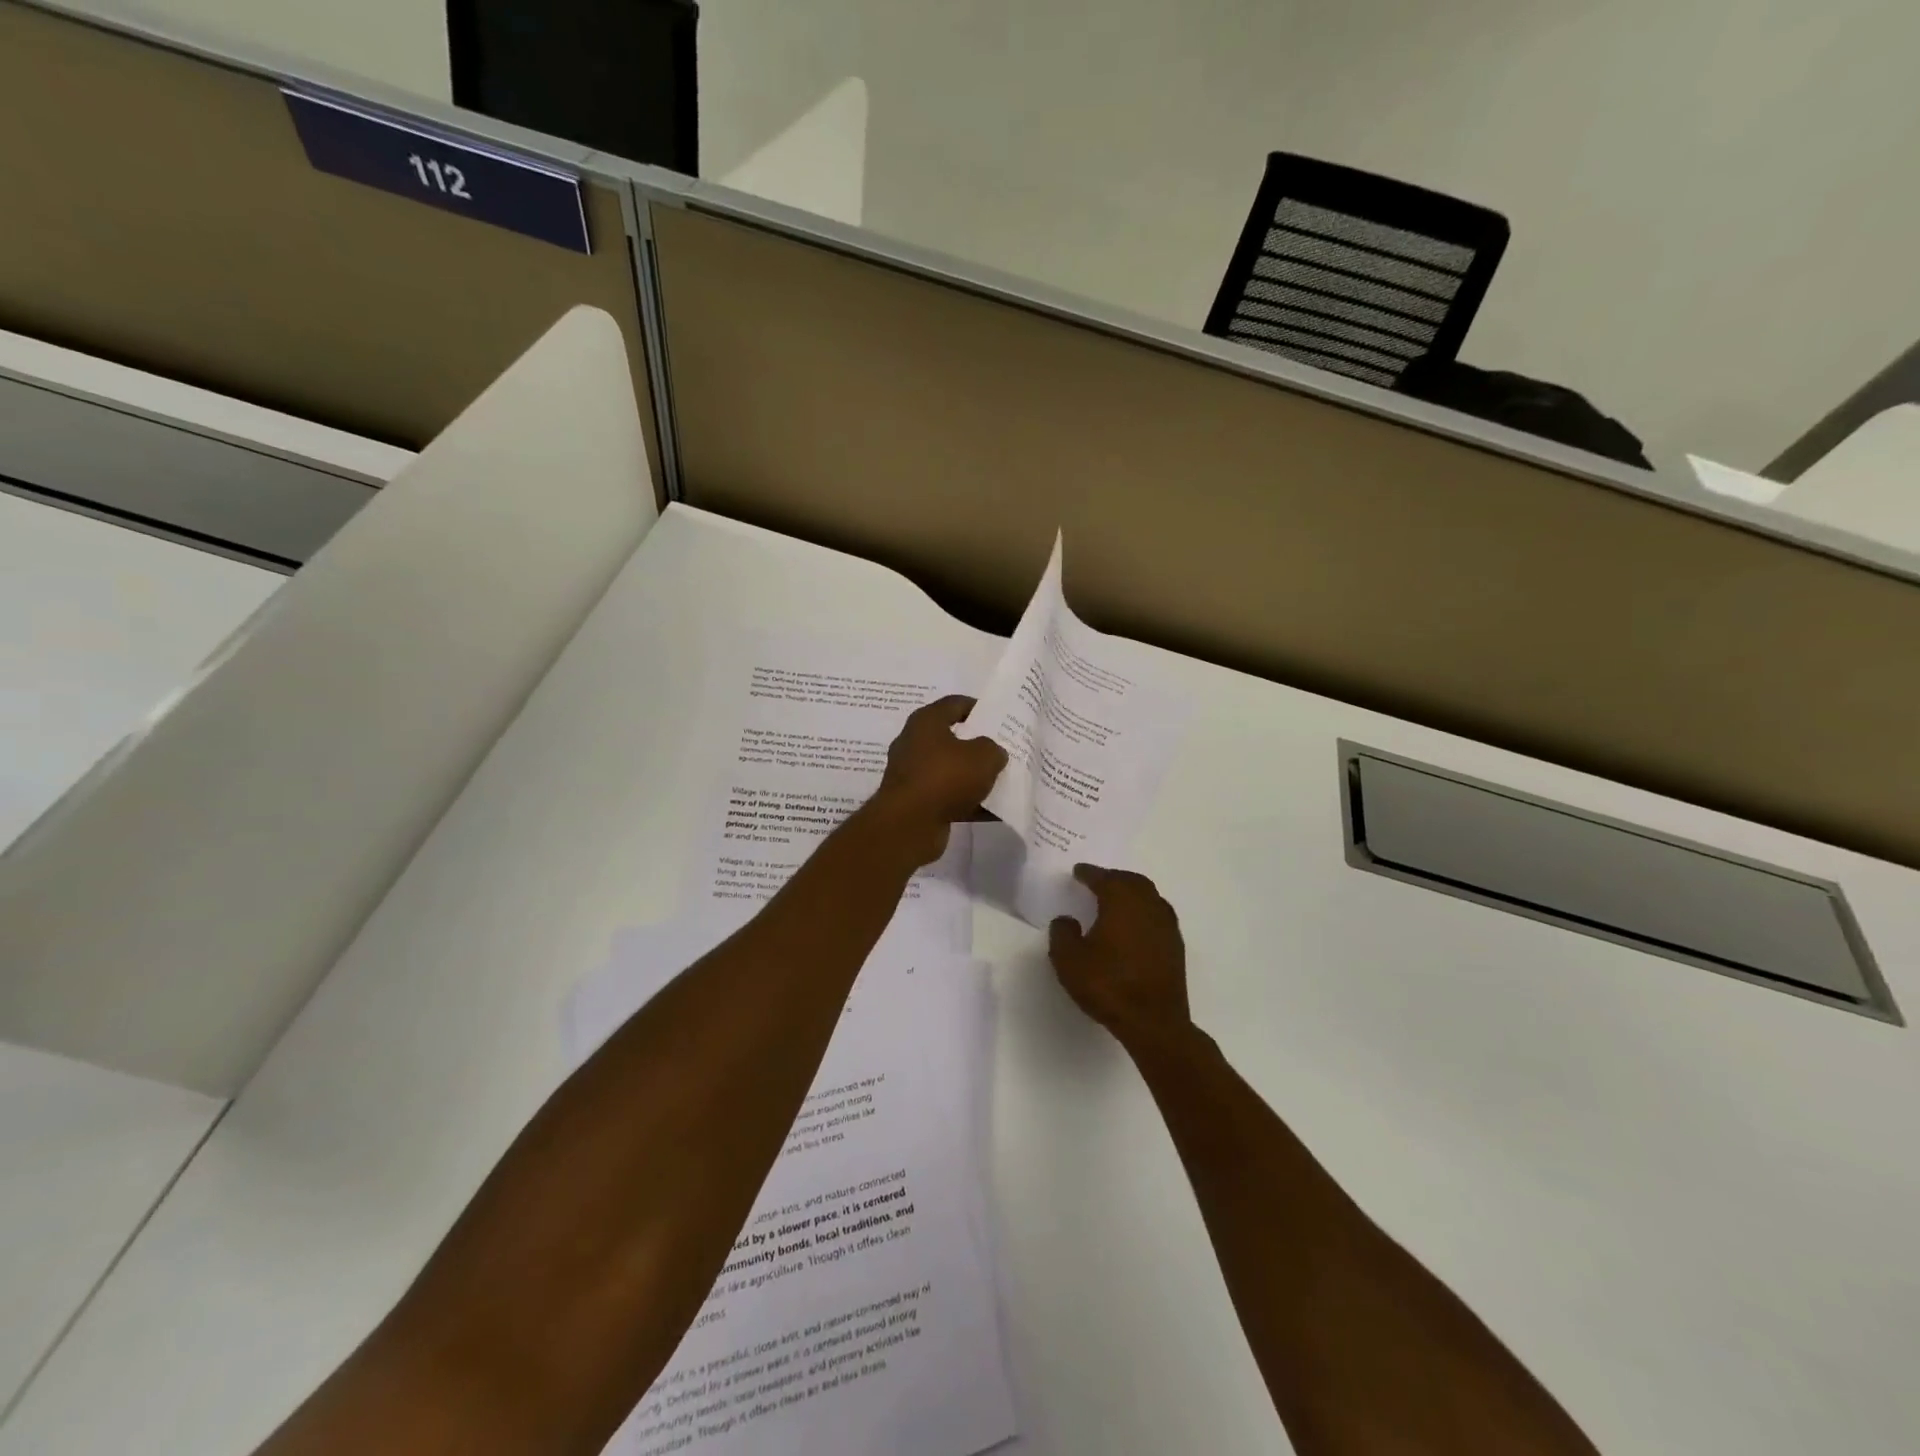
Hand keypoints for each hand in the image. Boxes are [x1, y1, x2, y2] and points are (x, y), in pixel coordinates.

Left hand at [865, 696, 1007, 865]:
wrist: (909, 824)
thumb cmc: (945, 777)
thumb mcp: (983, 756)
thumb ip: (993, 749)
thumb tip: (992, 753)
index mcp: (926, 722)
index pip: (955, 704)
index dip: (979, 707)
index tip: (999, 717)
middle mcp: (914, 744)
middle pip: (952, 739)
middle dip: (978, 745)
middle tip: (1002, 750)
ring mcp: (912, 775)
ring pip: (950, 770)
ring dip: (973, 777)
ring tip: (1001, 781)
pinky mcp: (915, 802)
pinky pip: (947, 797)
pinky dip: (967, 803)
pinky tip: (992, 811)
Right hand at [1049, 865, 1190, 1050]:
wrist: (1154, 1022)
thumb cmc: (1108, 985)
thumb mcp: (1069, 961)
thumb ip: (1062, 934)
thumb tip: (1066, 920)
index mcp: (1121, 901)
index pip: (1104, 878)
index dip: (1089, 873)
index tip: (1078, 871)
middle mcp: (1147, 905)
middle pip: (1132, 881)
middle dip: (1114, 877)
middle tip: (1098, 881)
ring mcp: (1166, 925)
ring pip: (1149, 896)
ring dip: (1132, 892)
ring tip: (1117, 899)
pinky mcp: (1175, 946)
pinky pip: (1159, 915)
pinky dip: (1145, 911)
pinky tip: (1136, 925)